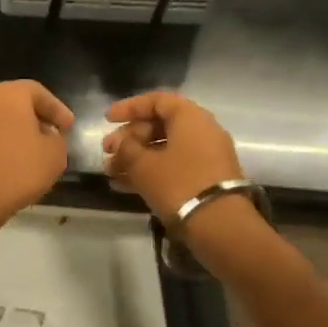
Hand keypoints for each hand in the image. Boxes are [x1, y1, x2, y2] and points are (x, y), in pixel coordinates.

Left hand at [0, 80, 74, 238]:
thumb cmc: (18, 168)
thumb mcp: (55, 154)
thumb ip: (57, 139)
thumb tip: (47, 136)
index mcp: (9, 94)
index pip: (38, 92)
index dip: (57, 109)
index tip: (69, 127)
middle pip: (17, 103)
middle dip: (37, 118)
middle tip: (54, 135)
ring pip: (1, 120)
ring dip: (19, 132)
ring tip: (36, 152)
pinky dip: (3, 145)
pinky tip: (15, 163)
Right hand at [102, 91, 244, 223]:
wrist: (220, 226)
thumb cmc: (178, 184)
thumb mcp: (143, 164)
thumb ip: (126, 148)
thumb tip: (120, 143)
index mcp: (190, 117)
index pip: (156, 101)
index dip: (129, 107)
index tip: (107, 120)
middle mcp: (202, 131)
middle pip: (159, 125)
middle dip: (129, 138)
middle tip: (107, 152)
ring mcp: (206, 157)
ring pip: (164, 149)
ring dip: (135, 158)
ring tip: (111, 172)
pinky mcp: (206, 179)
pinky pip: (173, 166)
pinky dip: (150, 171)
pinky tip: (124, 185)